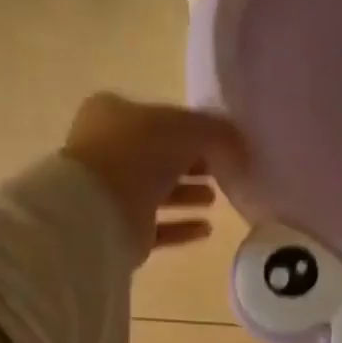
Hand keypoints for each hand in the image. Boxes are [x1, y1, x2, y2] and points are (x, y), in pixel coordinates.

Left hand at [62, 93, 245, 264]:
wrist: (100, 211)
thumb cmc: (138, 154)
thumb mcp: (187, 128)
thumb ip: (217, 132)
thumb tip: (241, 144)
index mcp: (114, 114)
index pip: (161, 119)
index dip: (192, 130)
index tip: (221, 145)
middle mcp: (108, 149)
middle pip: (160, 155)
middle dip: (193, 164)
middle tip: (222, 172)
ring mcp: (112, 191)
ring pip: (159, 191)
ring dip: (189, 194)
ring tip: (215, 200)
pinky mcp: (121, 228)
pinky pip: (159, 226)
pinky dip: (182, 226)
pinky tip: (207, 228)